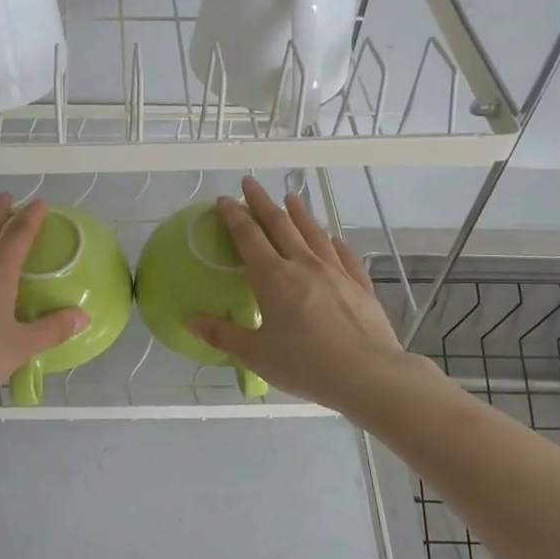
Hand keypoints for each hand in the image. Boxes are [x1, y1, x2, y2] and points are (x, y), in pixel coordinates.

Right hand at [189, 177, 413, 415]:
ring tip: (291, 197)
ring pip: (313, 234)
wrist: (368, 374)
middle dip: (262, 202)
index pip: (249, 237)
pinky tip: (333, 238)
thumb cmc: (306, 365)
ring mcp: (335, 272)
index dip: (234, 216)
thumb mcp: (257, 355)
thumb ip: (223, 335)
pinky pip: (344, 256)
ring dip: (299, 213)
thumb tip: (190, 322)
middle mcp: (303, 265)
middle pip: (280, 225)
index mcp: (274, 278)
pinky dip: (335, 242)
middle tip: (250, 184)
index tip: (224, 200)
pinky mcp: (359, 285)